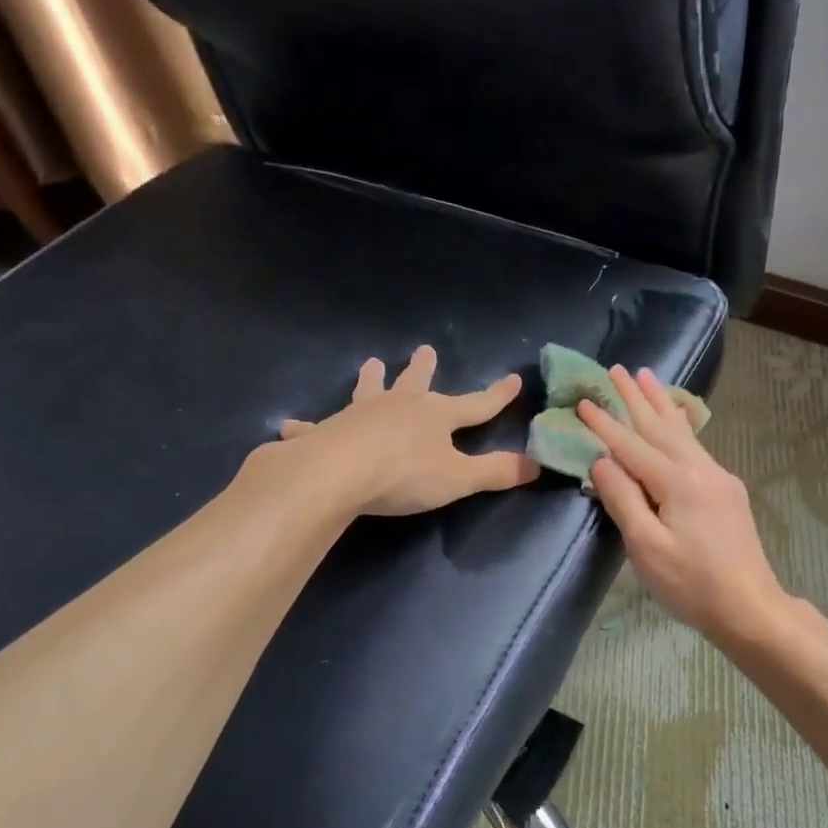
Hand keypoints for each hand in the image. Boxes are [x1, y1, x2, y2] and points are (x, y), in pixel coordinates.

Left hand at [278, 347, 538, 515]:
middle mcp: (398, 406)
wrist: (336, 474)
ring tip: (372, 363)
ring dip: (371, 379)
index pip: (476, 404)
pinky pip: (315, 427)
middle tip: (425, 349)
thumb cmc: (403, 474)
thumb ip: (497, 472)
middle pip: (416, 383)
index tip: (513, 379)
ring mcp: (359, 415)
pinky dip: (305, 427)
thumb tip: (537, 465)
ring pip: (368, 391)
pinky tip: (290, 426)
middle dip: (423, 369)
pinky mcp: (325, 431)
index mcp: (435, 415)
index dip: (497, 396)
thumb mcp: (459, 478)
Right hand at [579, 366, 786, 640]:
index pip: (633, 446)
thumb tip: (602, 461)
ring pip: (682, 432)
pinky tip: (678, 418)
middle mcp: (701, 469)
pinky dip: (680, 425)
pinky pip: (696, 446)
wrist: (750, 607)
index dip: (606, 425)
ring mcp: (719, 478)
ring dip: (660, 403)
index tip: (584, 401)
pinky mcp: (728, 491)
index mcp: (679, 482)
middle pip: (661, 427)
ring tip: (646, 376)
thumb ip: (623, 499)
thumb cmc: (692, 584)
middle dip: (636, 397)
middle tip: (617, 368)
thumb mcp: (647, 547)